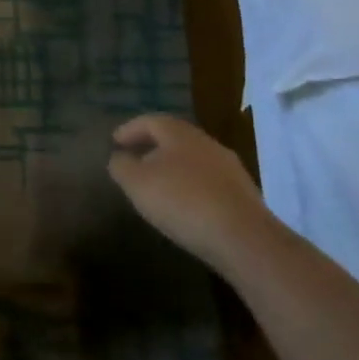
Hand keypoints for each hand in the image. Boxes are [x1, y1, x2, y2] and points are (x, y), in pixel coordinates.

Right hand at [107, 114, 271, 267]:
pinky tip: (185, 205)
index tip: (115, 142)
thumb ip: (121, 166)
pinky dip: (192, 186)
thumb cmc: (182, 201)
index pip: (150, 121)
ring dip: (174, 168)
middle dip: (153, 147)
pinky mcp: (243, 193)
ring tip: (158, 185)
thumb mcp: (137, 183)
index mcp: (179, 133)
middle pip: (174, 138)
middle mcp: (206, 142)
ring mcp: (229, 167)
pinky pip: (209, 182)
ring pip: (193, 160)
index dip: (130, 129)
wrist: (243, 238)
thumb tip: (119, 157)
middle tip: (135, 160)